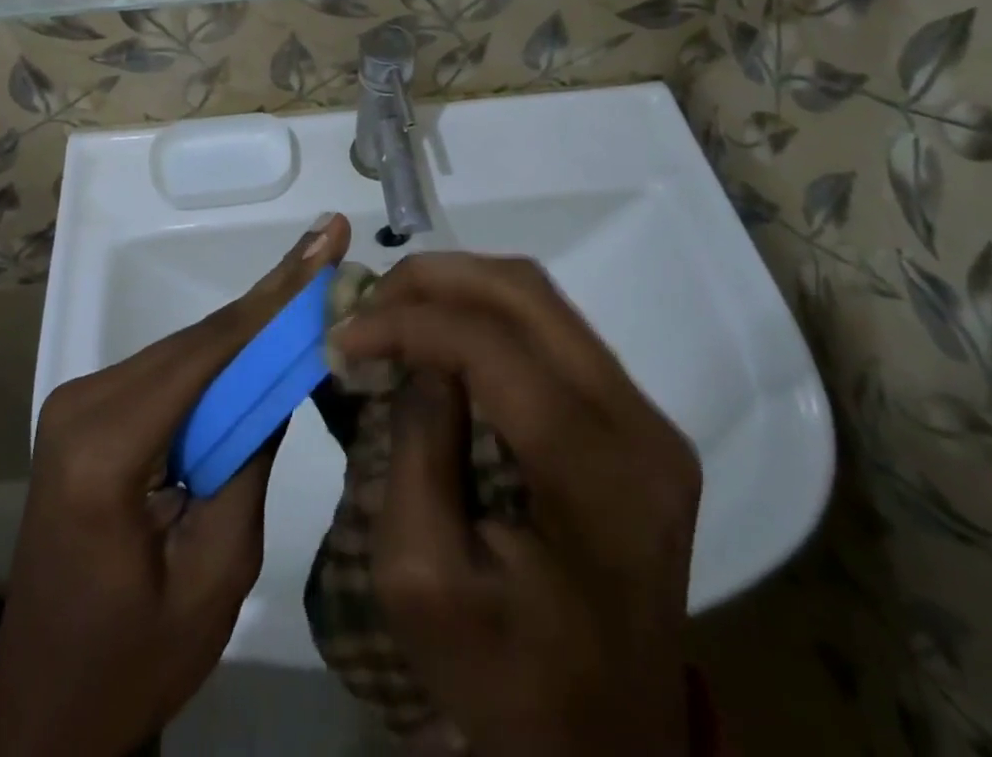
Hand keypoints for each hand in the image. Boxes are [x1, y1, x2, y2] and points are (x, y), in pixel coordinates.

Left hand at [0, 213, 351, 756]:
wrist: (44, 703)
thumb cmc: (133, 659)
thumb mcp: (216, 574)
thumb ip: (250, 464)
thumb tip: (282, 376)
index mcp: (105, 452)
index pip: (207, 353)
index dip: (274, 296)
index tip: (323, 244)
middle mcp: (82, 406)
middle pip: (197, 341)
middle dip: (270, 300)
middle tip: (328, 247)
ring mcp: (77, 403)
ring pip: (185, 349)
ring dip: (249, 326)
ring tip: (311, 281)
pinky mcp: (86, 411)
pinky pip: (168, 371)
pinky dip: (220, 356)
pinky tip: (264, 335)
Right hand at [332, 254, 703, 756]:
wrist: (604, 750)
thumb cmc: (506, 679)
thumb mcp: (423, 579)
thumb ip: (416, 448)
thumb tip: (414, 353)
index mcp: (600, 482)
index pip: (497, 352)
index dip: (411, 323)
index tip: (342, 334)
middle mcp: (642, 429)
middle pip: (528, 297)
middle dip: (433, 281)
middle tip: (367, 302)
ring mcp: (649, 420)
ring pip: (541, 300)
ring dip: (459, 289)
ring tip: (396, 311)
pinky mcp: (636, 421)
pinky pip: (553, 331)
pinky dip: (486, 316)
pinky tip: (441, 335)